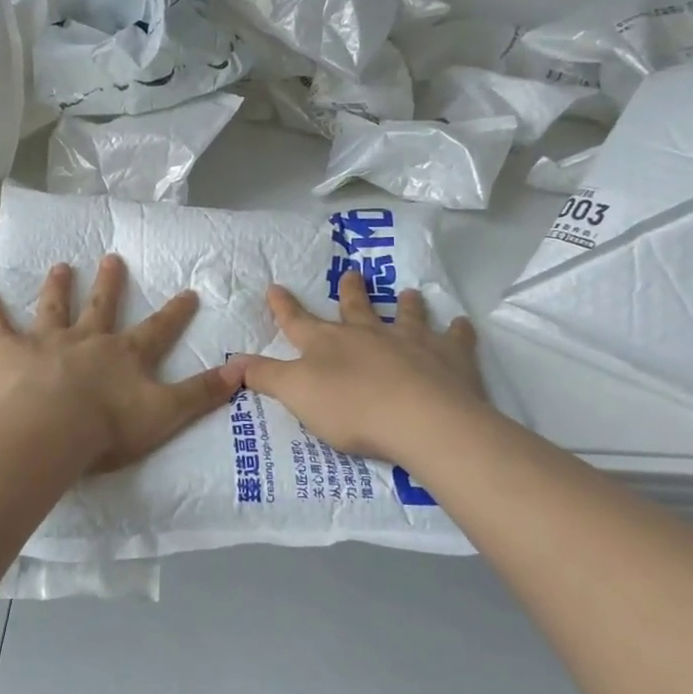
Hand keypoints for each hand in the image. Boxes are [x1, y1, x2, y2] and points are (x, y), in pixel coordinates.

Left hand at [0, 254, 243, 474]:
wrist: (49, 431)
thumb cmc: (108, 427)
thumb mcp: (166, 414)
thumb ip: (201, 394)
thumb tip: (241, 371)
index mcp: (124, 354)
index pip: (157, 329)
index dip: (175, 312)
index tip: (187, 291)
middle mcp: (87, 339)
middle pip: (101, 306)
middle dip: (109, 283)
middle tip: (111, 258)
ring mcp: (46, 342)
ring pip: (53, 308)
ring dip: (57, 287)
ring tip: (60, 266)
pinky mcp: (8, 352)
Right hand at [241, 268, 487, 463]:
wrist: (420, 419)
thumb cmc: (351, 408)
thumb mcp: (296, 393)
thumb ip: (264, 376)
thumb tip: (231, 360)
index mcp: (328, 343)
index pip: (297, 321)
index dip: (284, 306)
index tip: (276, 286)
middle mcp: (368, 334)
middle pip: (356, 308)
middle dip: (351, 292)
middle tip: (353, 273)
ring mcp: (411, 342)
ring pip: (405, 316)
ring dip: (405, 305)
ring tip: (408, 293)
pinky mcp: (449, 358)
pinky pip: (455, 339)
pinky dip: (458, 331)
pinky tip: (461, 324)